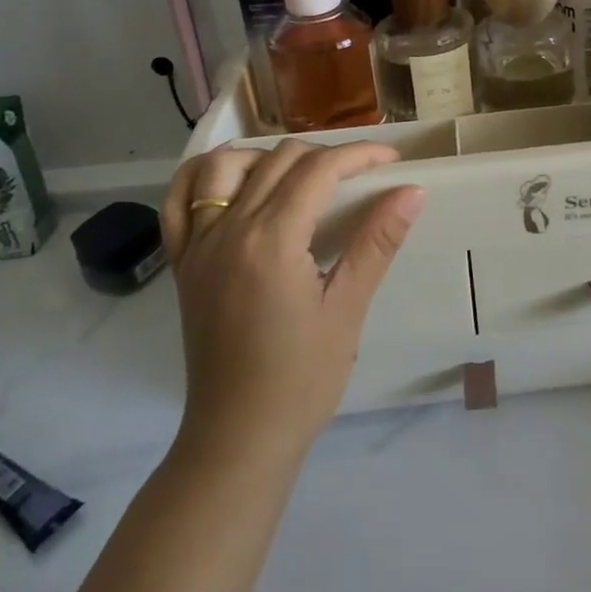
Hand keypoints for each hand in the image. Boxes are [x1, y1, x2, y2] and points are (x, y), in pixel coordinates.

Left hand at [160, 141, 426, 460]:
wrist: (239, 437)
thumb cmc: (303, 378)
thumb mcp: (348, 309)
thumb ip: (377, 243)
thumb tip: (412, 192)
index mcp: (272, 240)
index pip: (319, 170)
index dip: (359, 155)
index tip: (391, 159)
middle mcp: (229, 229)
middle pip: (278, 160)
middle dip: (325, 155)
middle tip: (360, 175)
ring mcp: (198, 245)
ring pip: (224, 167)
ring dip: (265, 156)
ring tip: (299, 174)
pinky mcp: (183, 263)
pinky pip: (178, 202)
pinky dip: (201, 177)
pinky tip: (231, 180)